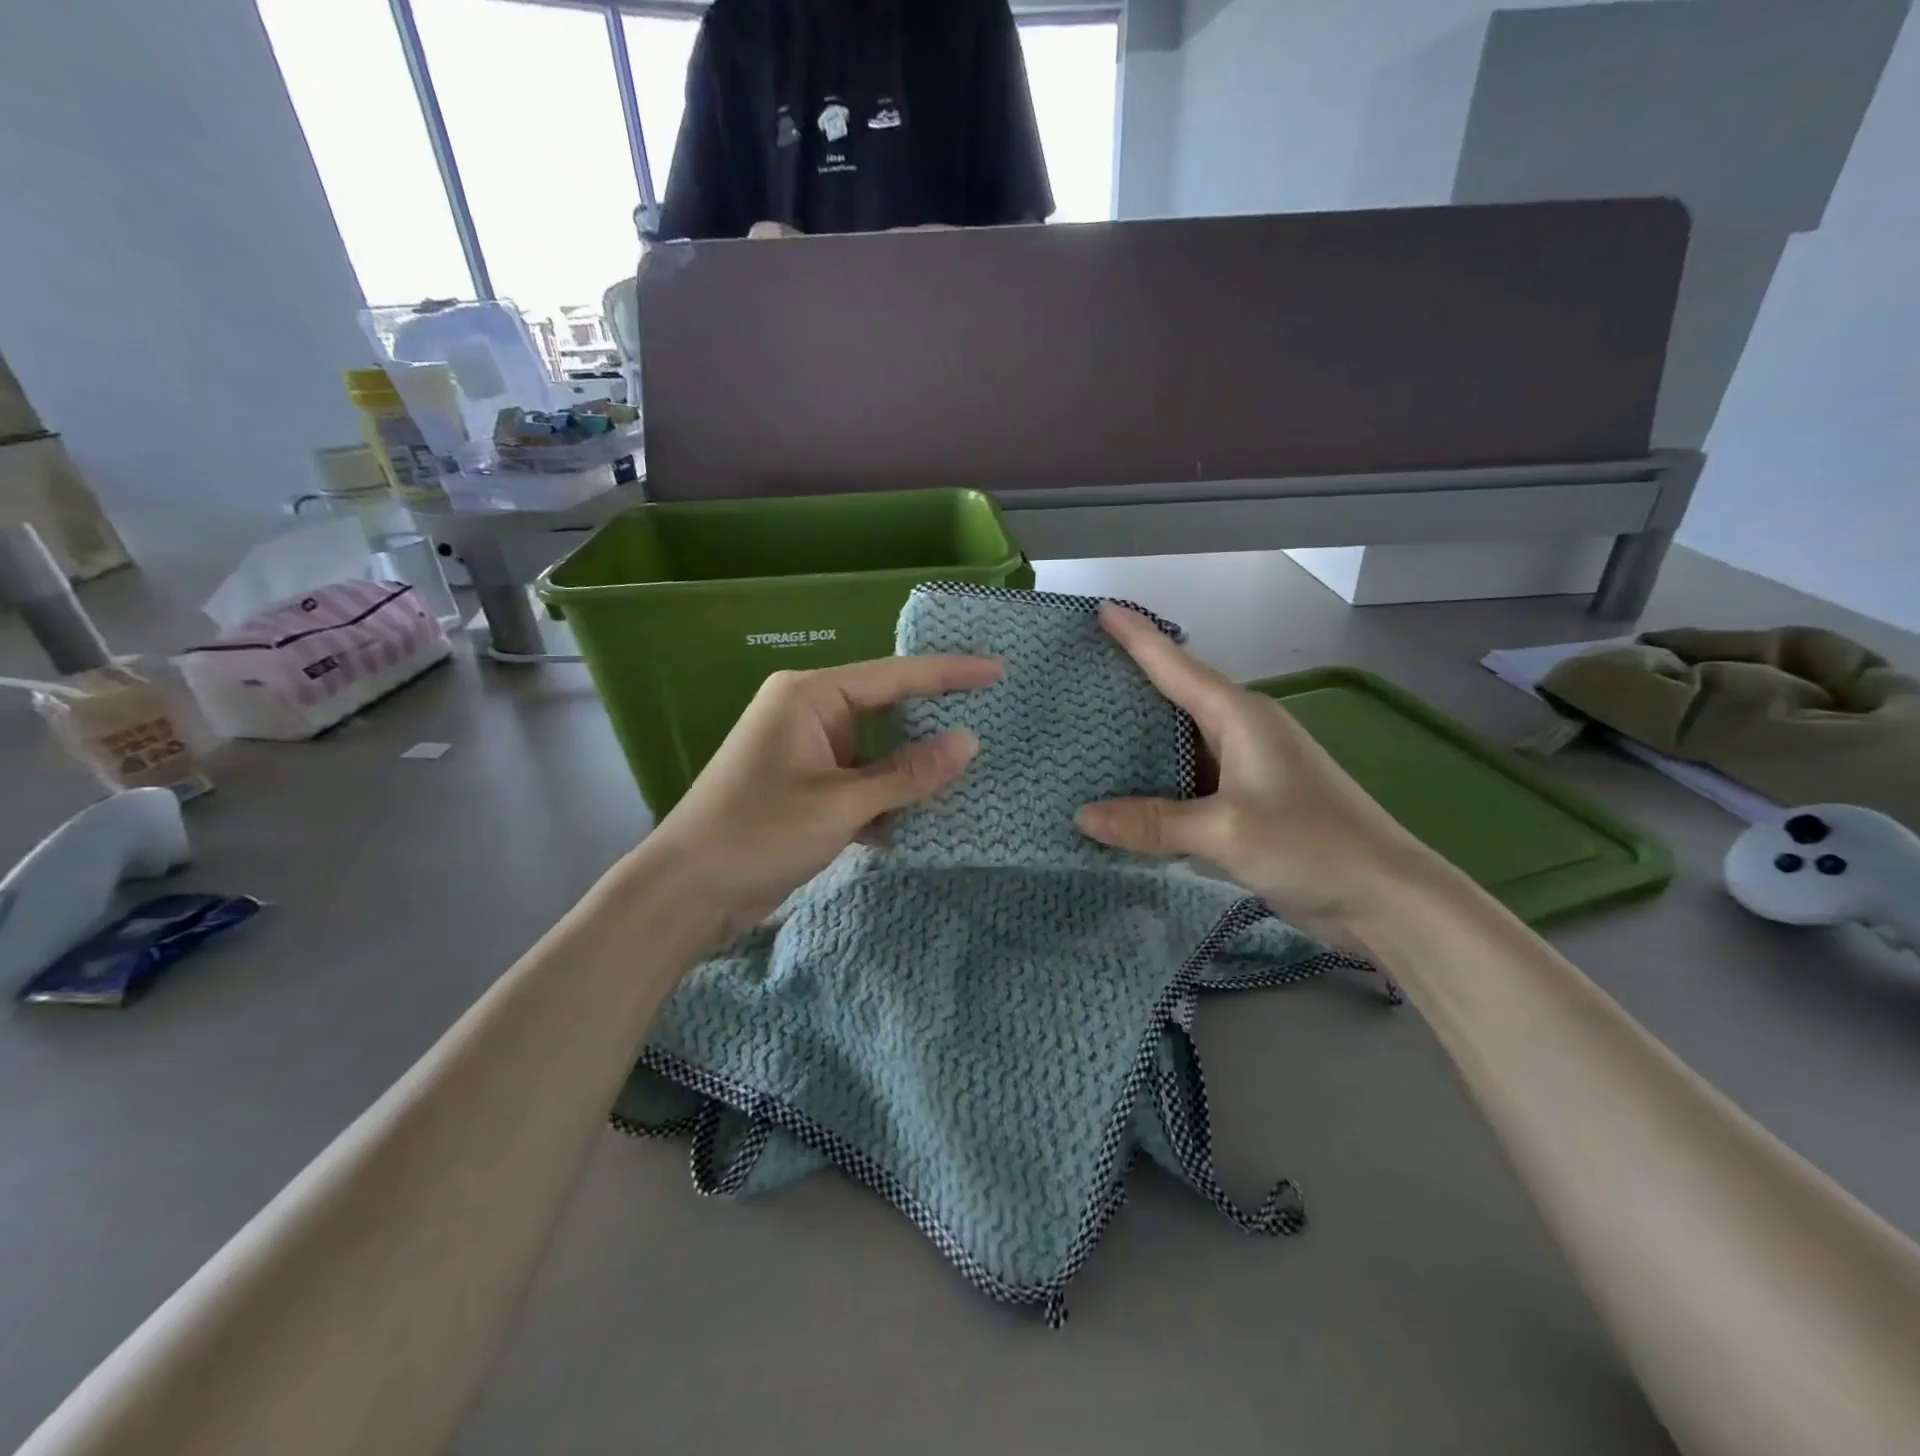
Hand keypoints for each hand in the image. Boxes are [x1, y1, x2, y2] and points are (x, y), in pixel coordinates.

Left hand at [644, 655, 1002, 939]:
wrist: (687, 892)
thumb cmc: (759, 833)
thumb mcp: (842, 803)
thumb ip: (908, 774)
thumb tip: (969, 742)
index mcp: (810, 696)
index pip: (894, 676)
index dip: (950, 674)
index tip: (998, 670)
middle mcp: (808, 714)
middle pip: (887, 710)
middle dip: (932, 724)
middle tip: (991, 722)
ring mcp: (806, 752)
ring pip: (876, 752)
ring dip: (909, 772)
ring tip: (965, 778)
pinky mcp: (806, 788)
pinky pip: (860, 782)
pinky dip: (885, 800)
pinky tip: (917, 822)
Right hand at [1075, 605, 1439, 944]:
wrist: (1385, 897)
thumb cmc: (1311, 844)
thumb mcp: (1224, 831)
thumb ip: (1152, 822)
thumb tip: (1082, 816)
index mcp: (1240, 717)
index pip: (1176, 665)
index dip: (1137, 637)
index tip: (1102, 609)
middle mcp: (1243, 731)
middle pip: (1176, 696)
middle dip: (1130, 683)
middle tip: (1079, 673)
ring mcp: (1248, 767)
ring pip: (1181, 740)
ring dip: (1140, 737)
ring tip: (1088, 729)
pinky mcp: (1249, 801)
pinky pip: (1190, 778)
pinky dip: (1158, 779)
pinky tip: (1127, 788)